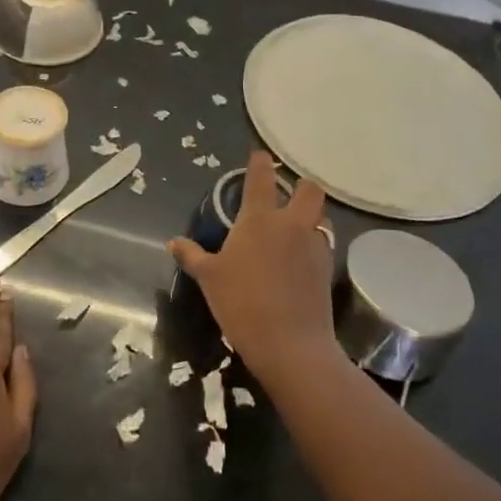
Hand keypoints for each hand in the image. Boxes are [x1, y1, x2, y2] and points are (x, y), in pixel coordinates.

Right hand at [169, 150, 335, 381]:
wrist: (290, 344)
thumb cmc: (242, 303)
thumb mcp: (209, 279)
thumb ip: (192, 256)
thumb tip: (173, 242)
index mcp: (260, 219)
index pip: (262, 177)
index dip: (260, 162)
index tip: (259, 156)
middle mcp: (291, 224)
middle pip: (308, 189)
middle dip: (299, 186)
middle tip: (285, 195)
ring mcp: (314, 246)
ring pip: (320, 217)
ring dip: (310, 216)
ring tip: (294, 228)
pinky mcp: (327, 270)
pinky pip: (323, 244)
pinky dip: (313, 244)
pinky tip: (300, 260)